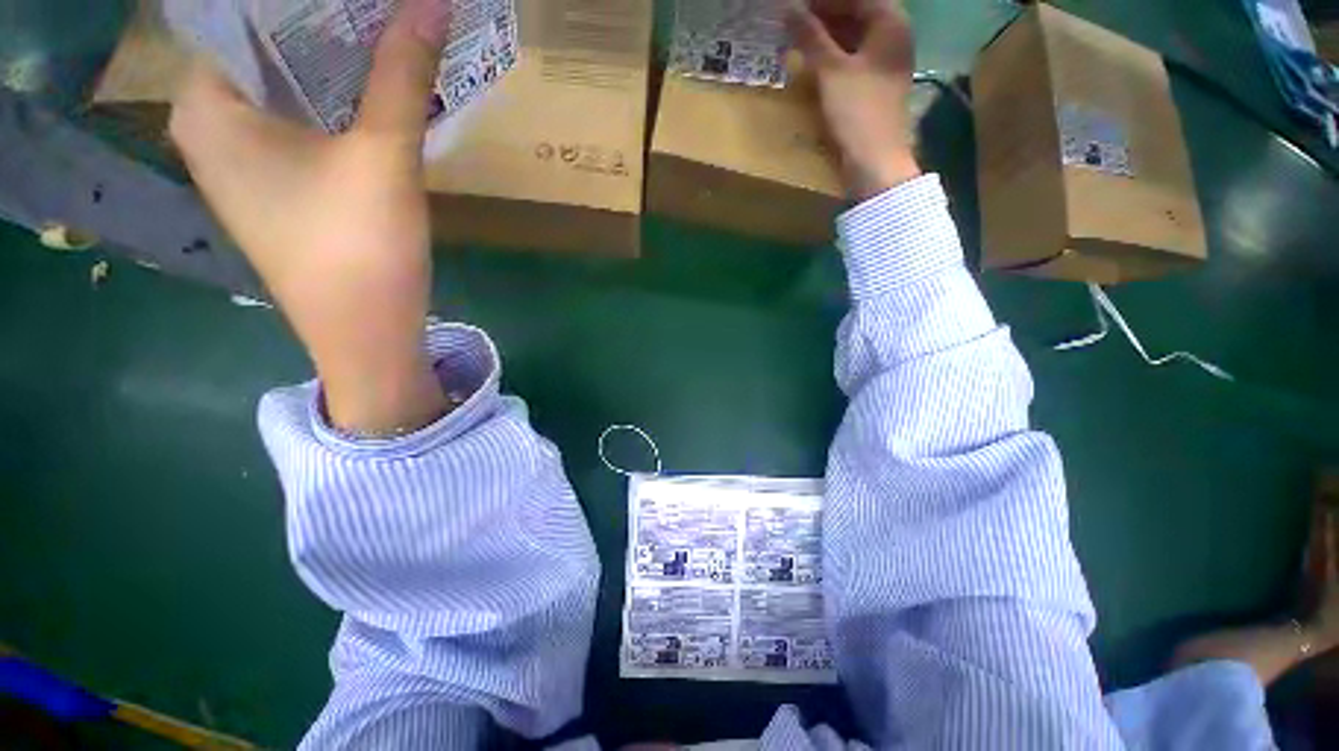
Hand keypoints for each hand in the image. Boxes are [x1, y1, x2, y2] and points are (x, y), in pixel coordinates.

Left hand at [171, 0, 451, 434]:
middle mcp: (211, 126)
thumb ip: (402, 74)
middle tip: (376, 4)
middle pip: (261, 45)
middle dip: (320, 21)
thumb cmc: (359, 250)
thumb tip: (431, 1)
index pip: (237, 12)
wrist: (367, 334)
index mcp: (206, 106)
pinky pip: (300, 118)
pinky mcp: (279, 185)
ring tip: (381, 31)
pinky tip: (372, 89)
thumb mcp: (383, 156)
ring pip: (284, 83)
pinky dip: (335, 97)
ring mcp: (244, 160)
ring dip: (333, 59)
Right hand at [788, 0, 921, 199]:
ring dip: (826, 35)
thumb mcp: (830, 71)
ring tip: (796, 37)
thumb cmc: (857, 111)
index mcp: (890, 22)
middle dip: (823, 15)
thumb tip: (787, 8)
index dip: (823, 1)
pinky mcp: (875, 84)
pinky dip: (832, 56)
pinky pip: (852, 58)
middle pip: (856, 13)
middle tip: (792, 20)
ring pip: (853, 37)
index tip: (795, 6)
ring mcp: (885, 62)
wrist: (874, 161)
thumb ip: (810, 36)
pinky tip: (812, 60)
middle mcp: (893, 36)